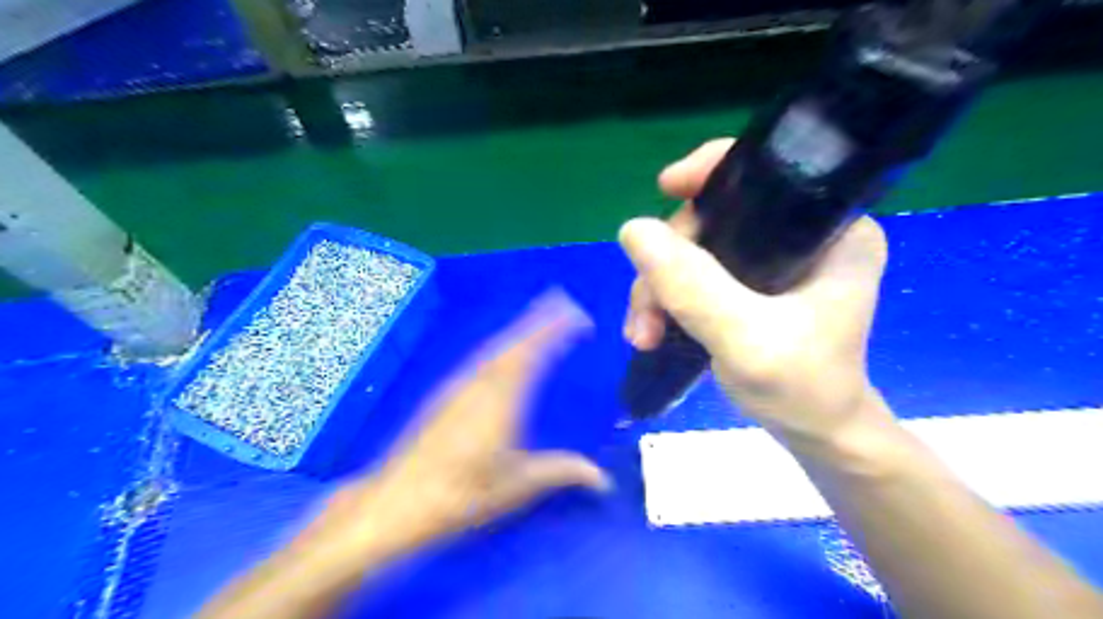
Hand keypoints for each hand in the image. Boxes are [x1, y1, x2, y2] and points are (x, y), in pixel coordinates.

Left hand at [299, 292, 612, 563]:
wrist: (398, 502)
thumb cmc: (460, 495)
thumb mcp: (516, 486)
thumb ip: (561, 472)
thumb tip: (602, 477)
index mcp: (501, 400)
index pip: (532, 354)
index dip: (555, 331)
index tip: (577, 317)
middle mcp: (479, 384)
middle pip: (513, 342)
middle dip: (538, 319)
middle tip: (561, 301)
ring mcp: (459, 387)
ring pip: (495, 348)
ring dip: (519, 330)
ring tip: (539, 318)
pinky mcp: (446, 395)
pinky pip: (480, 359)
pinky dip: (500, 346)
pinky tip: (502, 352)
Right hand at [618, 138, 893, 441]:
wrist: (816, 434)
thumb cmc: (802, 389)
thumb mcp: (747, 339)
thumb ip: (693, 286)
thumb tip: (632, 229)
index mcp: (831, 228)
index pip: (766, 170)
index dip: (710, 170)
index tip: (664, 188)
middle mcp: (802, 234)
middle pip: (714, 217)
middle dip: (666, 262)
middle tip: (646, 314)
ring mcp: (774, 261)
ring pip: (695, 249)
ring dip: (657, 288)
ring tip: (643, 335)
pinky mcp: (751, 285)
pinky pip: (694, 273)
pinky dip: (666, 299)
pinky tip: (650, 331)